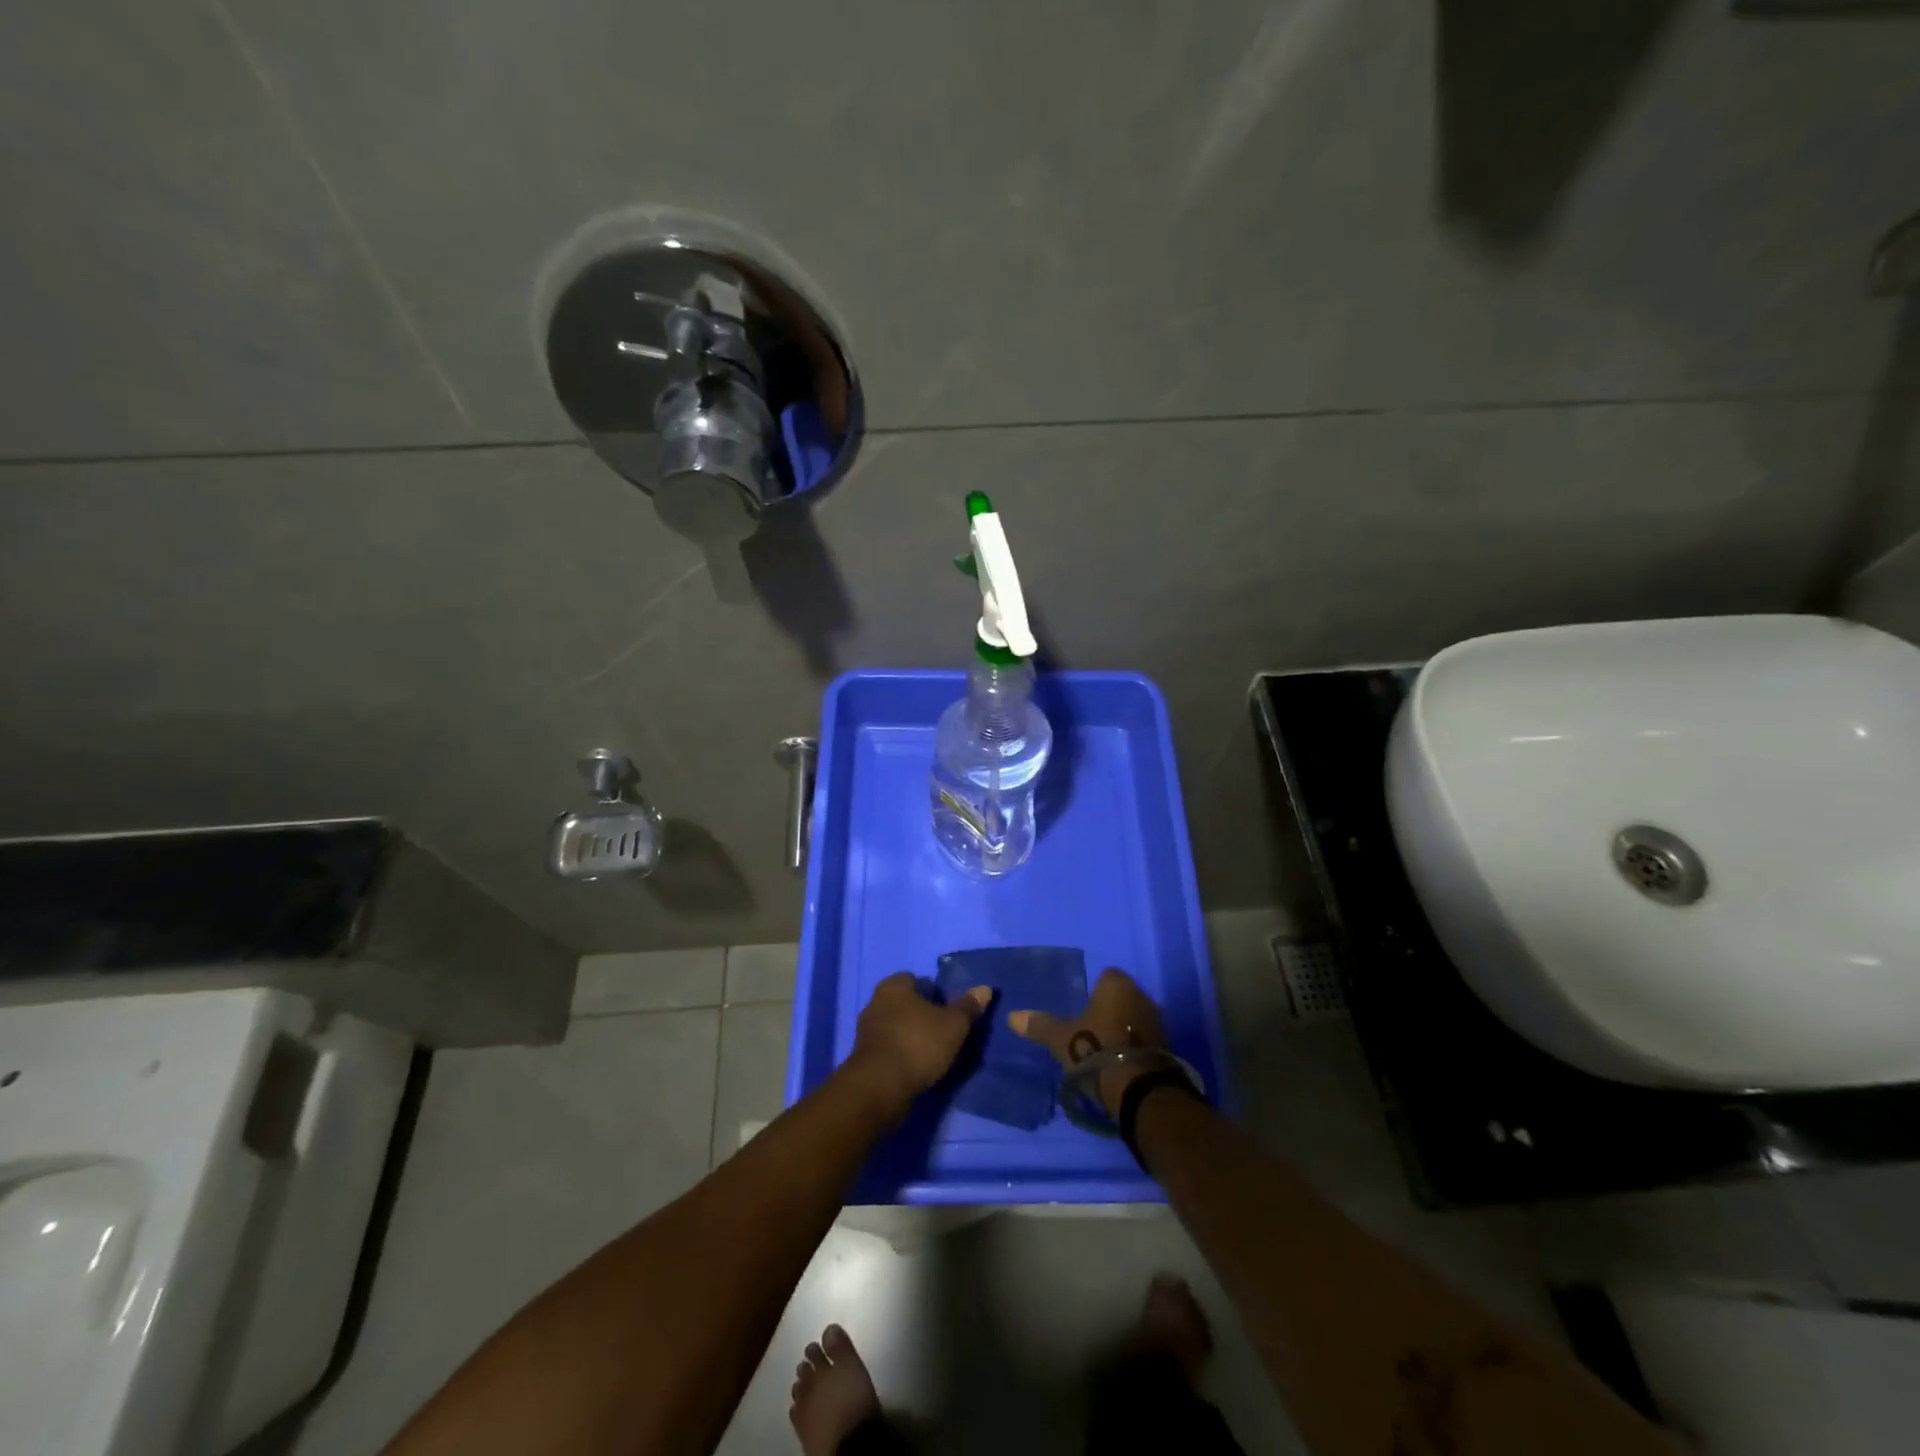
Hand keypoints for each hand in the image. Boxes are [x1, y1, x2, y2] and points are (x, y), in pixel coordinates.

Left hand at [847, 972, 990, 1117]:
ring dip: (910, 1036)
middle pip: (904, 1003)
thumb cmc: (918, 1044)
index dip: (933, 993)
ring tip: (932, 1053)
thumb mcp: (953, 1025)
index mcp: (893, 986)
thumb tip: (985, 989)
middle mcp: (875, 1002)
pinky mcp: (863, 1058)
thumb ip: (968, 1007)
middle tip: (943, 1031)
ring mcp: (866, 1031)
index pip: (915, 980)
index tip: (948, 1010)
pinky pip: (888, 1049)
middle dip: (921, 1015)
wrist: (880, 1088)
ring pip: (895, 1027)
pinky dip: (901, 1055)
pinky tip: (915, 1068)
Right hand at [1009, 968, 1170, 1117]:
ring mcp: (1157, 1022)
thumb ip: (1040, 1025)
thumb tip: (1011, 1016)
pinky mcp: (1166, 1047)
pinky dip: (1133, 1046)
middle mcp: (1141, 996)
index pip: (1106, 975)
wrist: (1140, 1089)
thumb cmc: (1096, 1050)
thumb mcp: (1061, 1040)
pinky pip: (1144, 1039)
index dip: (1094, 989)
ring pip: (1134, 1018)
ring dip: (1122, 1028)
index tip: (1081, 1007)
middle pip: (1122, 997)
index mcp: (1117, 985)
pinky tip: (1120, 1062)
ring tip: (1103, 1048)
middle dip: (1109, 1009)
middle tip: (1089, 1028)